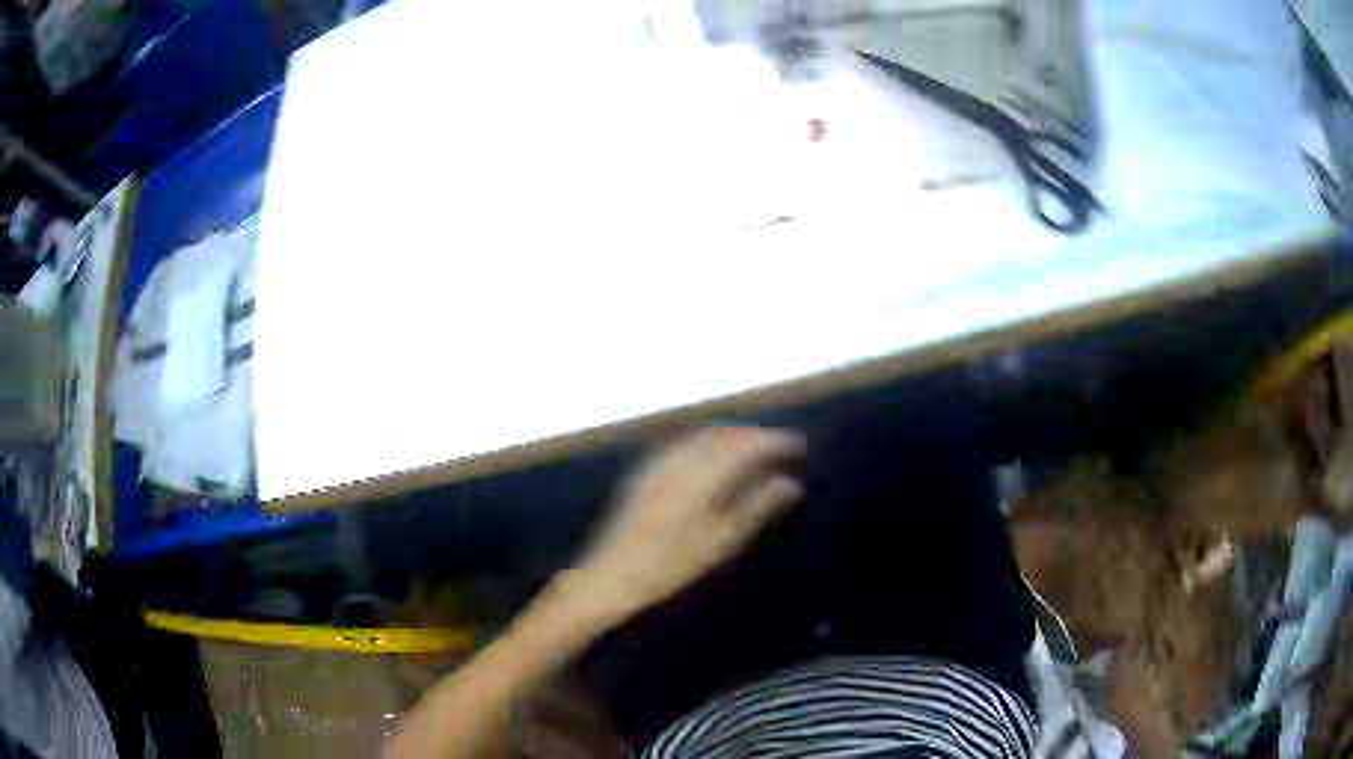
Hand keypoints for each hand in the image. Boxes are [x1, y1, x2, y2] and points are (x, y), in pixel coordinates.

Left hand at [577, 427, 805, 616]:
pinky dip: (708, 444)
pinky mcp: (644, 473)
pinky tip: (714, 460)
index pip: (745, 446)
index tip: (797, 446)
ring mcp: (658, 464)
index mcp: (700, 475)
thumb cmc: (669, 566)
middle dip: (753, 437)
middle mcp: (679, 460)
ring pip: (703, 437)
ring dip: (731, 437)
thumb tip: (789, 484)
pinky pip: (684, 445)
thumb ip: (756, 507)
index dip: (773, 442)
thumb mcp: (720, 542)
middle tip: (779, 448)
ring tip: (754, 452)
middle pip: (724, 435)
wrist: (611, 576)